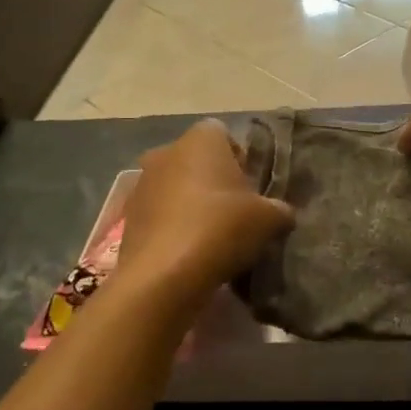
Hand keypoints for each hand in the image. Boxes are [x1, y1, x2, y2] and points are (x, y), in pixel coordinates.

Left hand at [118, 120, 294, 306]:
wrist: (163, 276)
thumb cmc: (220, 228)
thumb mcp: (268, 219)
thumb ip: (279, 209)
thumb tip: (282, 213)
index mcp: (200, 139)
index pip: (223, 133)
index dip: (239, 158)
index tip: (250, 188)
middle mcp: (166, 151)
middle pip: (196, 160)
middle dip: (213, 180)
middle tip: (234, 212)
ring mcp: (142, 183)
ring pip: (174, 186)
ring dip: (190, 203)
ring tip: (210, 236)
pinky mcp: (128, 216)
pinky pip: (158, 213)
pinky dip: (171, 225)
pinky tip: (187, 252)